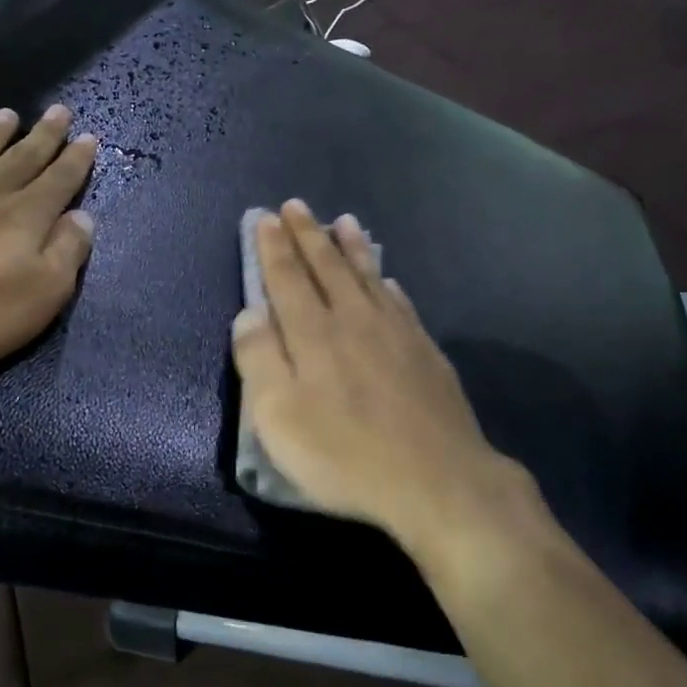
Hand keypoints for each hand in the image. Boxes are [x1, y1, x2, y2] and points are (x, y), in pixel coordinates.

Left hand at [0, 105, 97, 371]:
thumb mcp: (43, 294)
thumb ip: (67, 252)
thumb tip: (83, 216)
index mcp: (24, 217)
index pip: (59, 181)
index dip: (76, 159)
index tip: (89, 136)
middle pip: (20, 159)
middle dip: (43, 136)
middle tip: (58, 111)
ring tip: (7, 114)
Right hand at [230, 202, 551, 560]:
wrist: (437, 480)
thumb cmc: (345, 454)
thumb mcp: (279, 418)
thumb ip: (259, 360)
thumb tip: (249, 313)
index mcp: (313, 334)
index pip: (287, 278)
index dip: (273, 247)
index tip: (265, 217)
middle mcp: (353, 320)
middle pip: (326, 267)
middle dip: (308, 235)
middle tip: (296, 206)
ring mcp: (395, 332)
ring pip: (367, 276)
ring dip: (351, 248)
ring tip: (343, 221)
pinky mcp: (424, 351)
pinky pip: (400, 302)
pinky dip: (387, 283)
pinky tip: (388, 279)